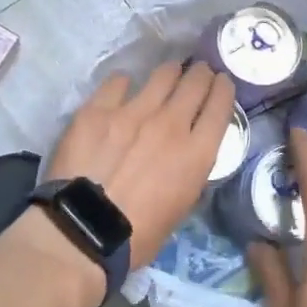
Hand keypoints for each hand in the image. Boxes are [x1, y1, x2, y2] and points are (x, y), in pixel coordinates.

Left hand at [47, 61, 236, 269]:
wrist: (83, 230)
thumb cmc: (137, 234)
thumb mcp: (181, 207)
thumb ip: (189, 171)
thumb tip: (186, 154)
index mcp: (196, 153)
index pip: (220, 106)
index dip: (223, 89)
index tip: (221, 82)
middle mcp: (171, 123)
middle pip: (195, 82)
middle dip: (201, 73)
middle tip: (199, 71)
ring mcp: (133, 111)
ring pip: (162, 75)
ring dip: (171, 71)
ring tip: (169, 72)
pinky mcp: (99, 109)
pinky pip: (118, 82)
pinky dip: (125, 83)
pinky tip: (123, 87)